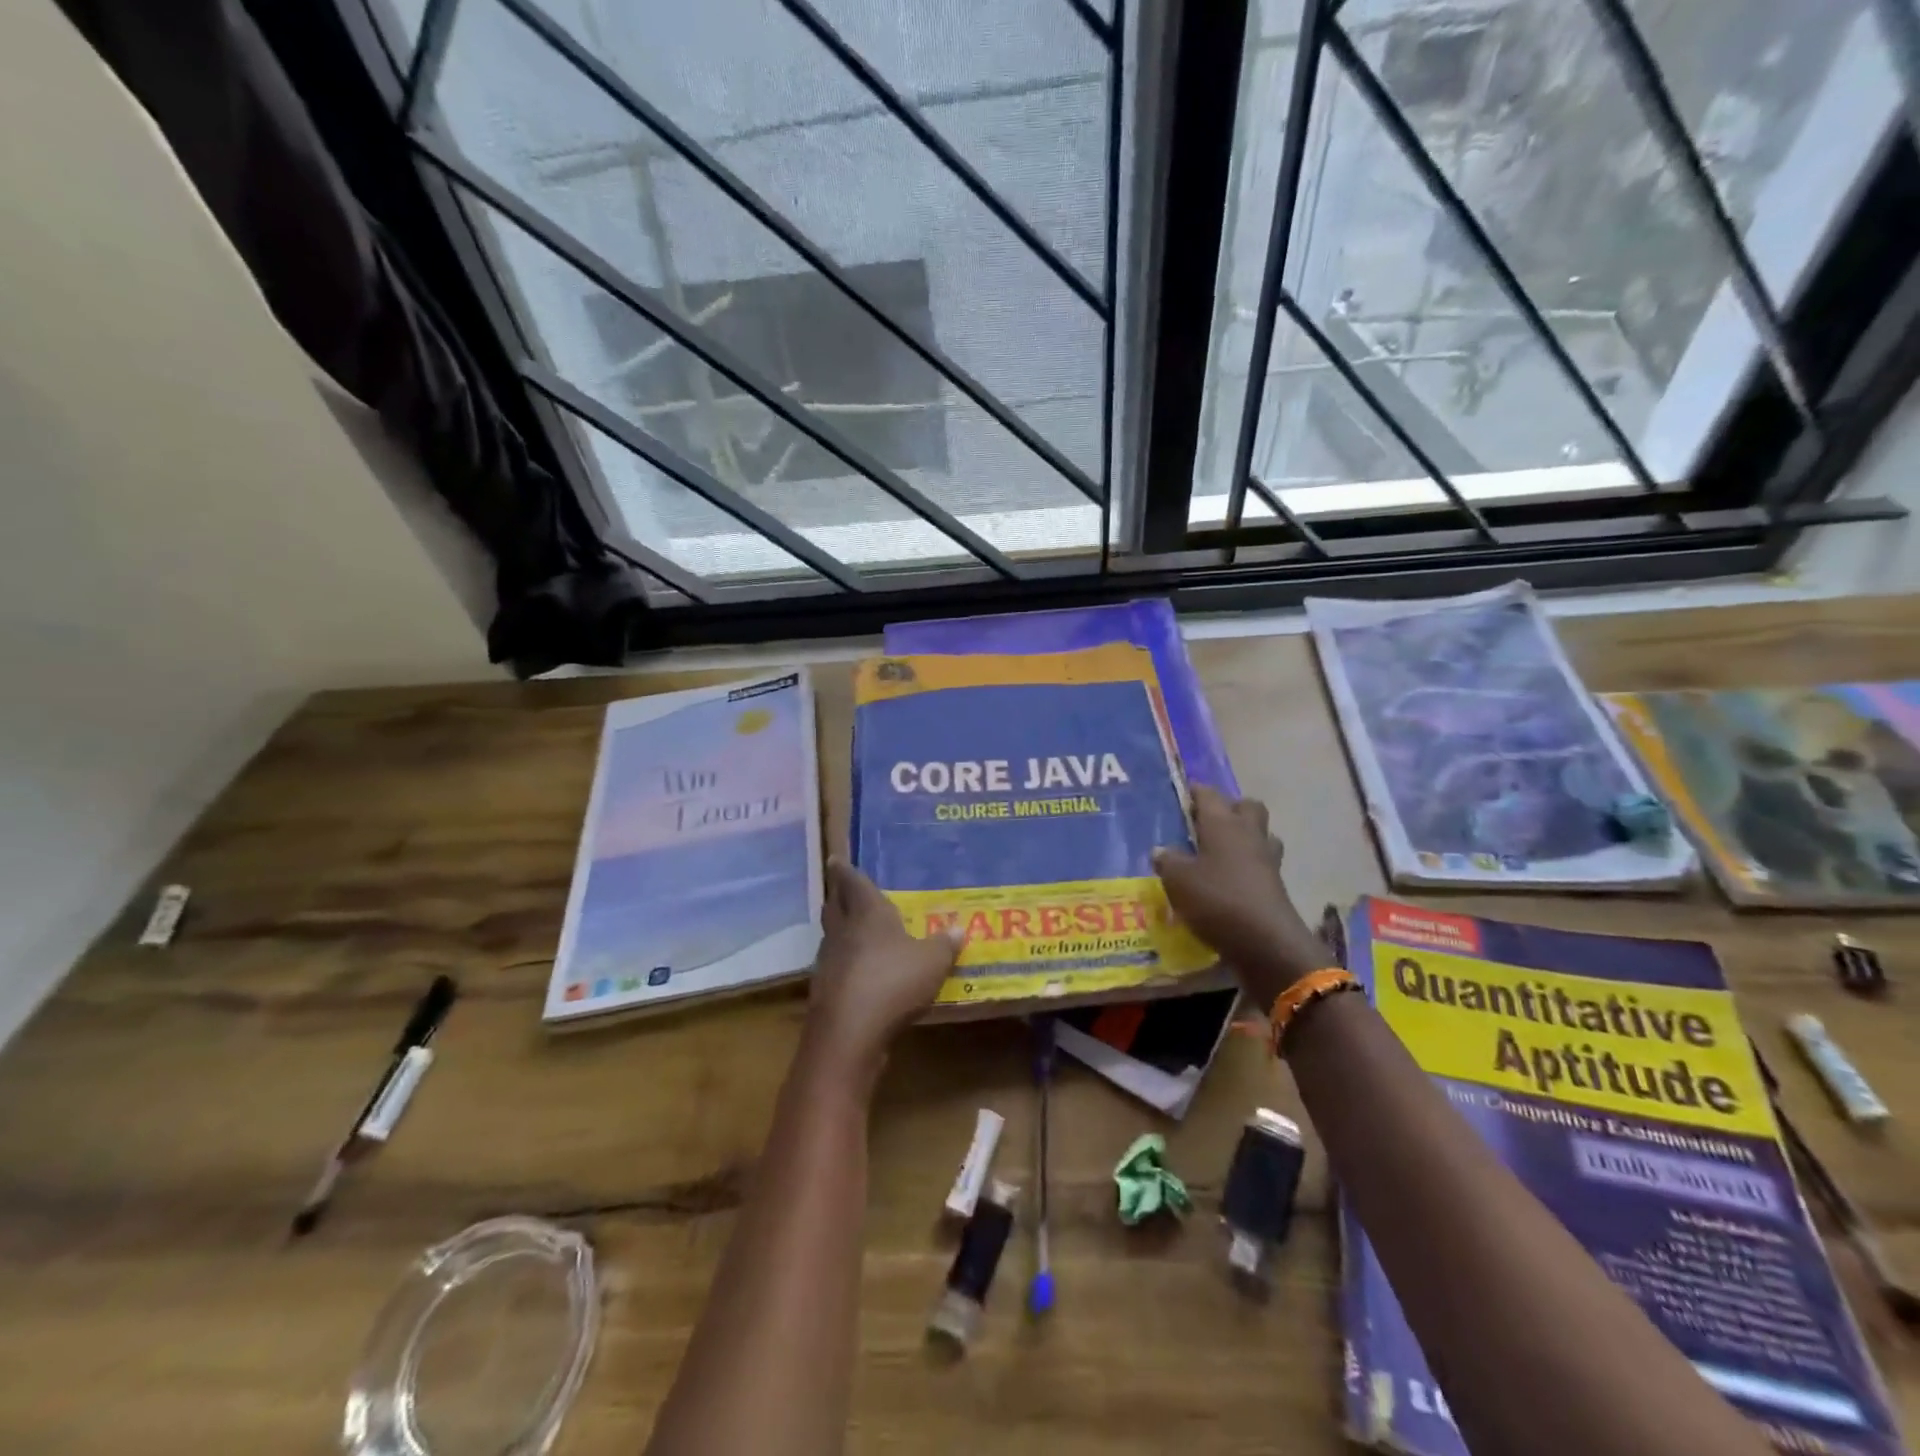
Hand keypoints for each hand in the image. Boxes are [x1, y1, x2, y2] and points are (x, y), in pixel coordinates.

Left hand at [802, 858, 962, 1090]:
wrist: (849, 1034)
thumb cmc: (893, 982)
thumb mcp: (932, 962)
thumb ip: (943, 945)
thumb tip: (957, 929)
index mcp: (867, 913)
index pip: (853, 883)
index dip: (845, 870)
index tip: (835, 859)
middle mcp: (843, 931)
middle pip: (834, 906)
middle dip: (837, 896)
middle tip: (841, 889)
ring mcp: (829, 961)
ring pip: (832, 935)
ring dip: (839, 929)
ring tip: (852, 927)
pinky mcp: (825, 991)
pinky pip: (835, 965)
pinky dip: (844, 961)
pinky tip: (857, 970)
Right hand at [1153, 786, 1331, 1001]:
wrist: (1266, 942)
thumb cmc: (1217, 899)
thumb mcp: (1178, 880)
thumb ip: (1168, 861)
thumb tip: (1161, 851)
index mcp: (1223, 823)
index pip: (1208, 794)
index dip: (1194, 792)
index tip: (1180, 797)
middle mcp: (1248, 833)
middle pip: (1246, 807)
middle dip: (1228, 809)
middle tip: (1204, 825)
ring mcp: (1267, 859)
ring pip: (1259, 834)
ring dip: (1243, 838)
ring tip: (1218, 853)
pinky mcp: (1276, 885)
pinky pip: (1261, 864)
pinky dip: (1247, 867)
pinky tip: (1228, 881)